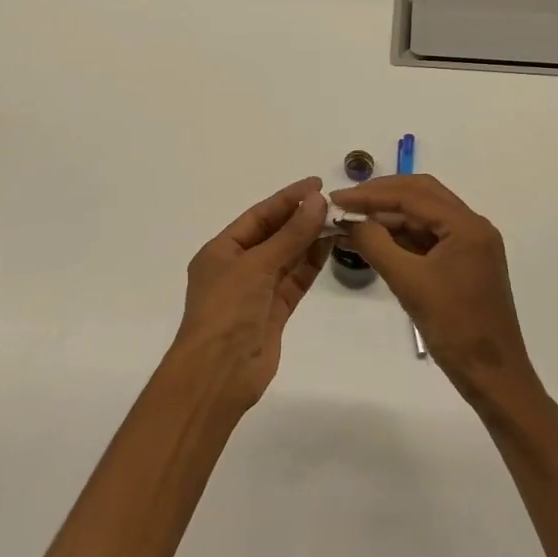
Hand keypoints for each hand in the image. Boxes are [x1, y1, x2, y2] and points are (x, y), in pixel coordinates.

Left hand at [169, 177, 331, 412]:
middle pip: (273, 235)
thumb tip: (317, 201)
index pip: (258, 216)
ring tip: (339, 220)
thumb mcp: (257, 265)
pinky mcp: (274, 312)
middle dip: (301, 218)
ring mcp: (256, 291)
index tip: (316, 184)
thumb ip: (290, 234)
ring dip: (310, 239)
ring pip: (287, 258)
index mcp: (220, 251)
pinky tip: (330, 246)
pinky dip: (311, 264)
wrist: (219, 372)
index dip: (287, 199)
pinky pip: (294, 280)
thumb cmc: (227, 310)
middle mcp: (237, 267)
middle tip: (334, 202)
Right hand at [330, 175, 541, 416]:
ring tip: (351, 222)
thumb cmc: (454, 327)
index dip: (371, 194)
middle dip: (381, 196)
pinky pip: (427, 238)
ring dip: (388, 217)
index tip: (336, 199)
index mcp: (467, 226)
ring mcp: (468, 245)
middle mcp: (472, 227)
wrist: (492, 375)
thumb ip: (376, 244)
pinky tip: (372, 241)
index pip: (412, 195)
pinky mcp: (462, 264)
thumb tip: (350, 220)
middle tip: (345, 203)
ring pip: (422, 217)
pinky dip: (399, 237)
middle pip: (421, 195)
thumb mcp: (408, 282)